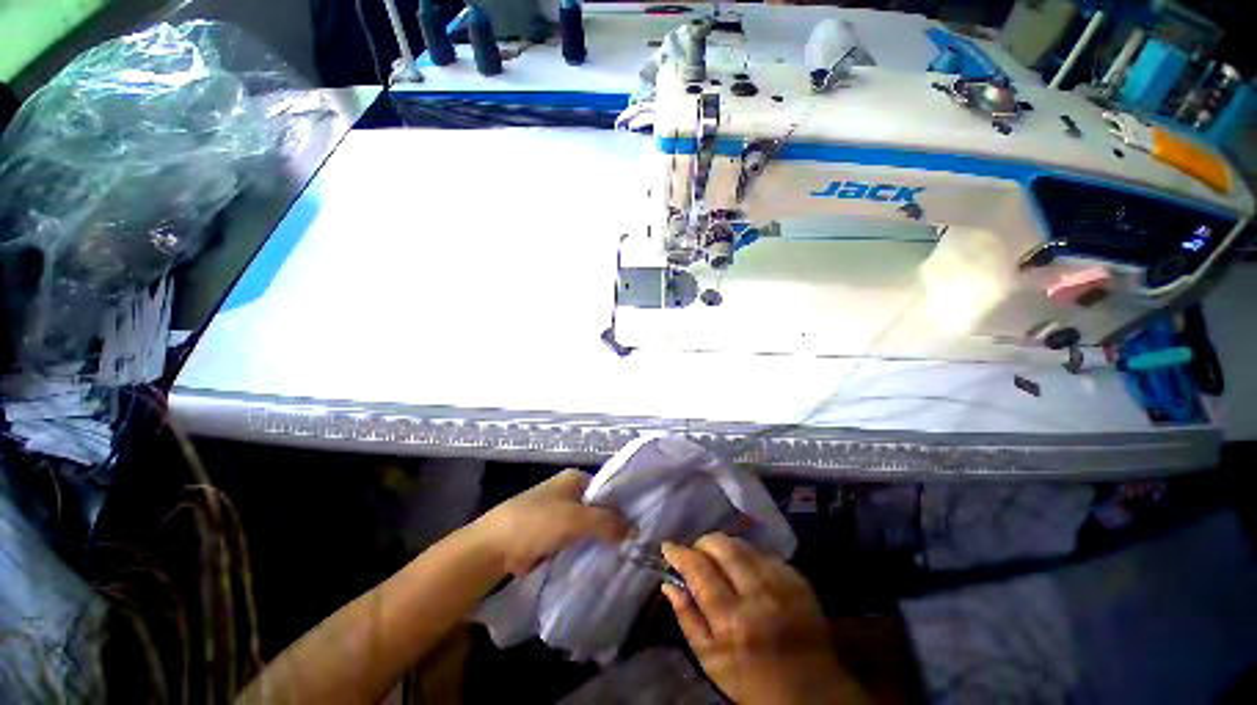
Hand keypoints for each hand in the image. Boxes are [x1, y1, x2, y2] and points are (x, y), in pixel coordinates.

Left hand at [474, 469, 628, 576]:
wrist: (495, 547)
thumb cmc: (537, 522)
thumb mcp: (576, 519)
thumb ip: (607, 523)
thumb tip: (636, 529)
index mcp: (575, 478)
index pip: (608, 488)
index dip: (624, 504)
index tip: (642, 521)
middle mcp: (570, 492)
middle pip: (600, 507)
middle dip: (614, 523)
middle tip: (637, 540)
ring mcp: (561, 514)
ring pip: (590, 525)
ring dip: (602, 538)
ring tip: (627, 552)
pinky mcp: (554, 535)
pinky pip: (578, 540)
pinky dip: (588, 548)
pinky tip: (605, 560)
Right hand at [662, 534, 864, 704]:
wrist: (812, 693)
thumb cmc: (753, 682)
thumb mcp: (711, 662)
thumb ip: (687, 619)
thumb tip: (668, 583)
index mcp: (732, 621)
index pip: (699, 570)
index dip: (679, 553)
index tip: (668, 547)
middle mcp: (758, 595)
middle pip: (722, 546)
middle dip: (702, 544)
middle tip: (696, 554)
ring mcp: (782, 584)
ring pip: (742, 545)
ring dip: (724, 547)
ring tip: (718, 560)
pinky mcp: (798, 579)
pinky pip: (763, 553)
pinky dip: (747, 556)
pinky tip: (745, 570)